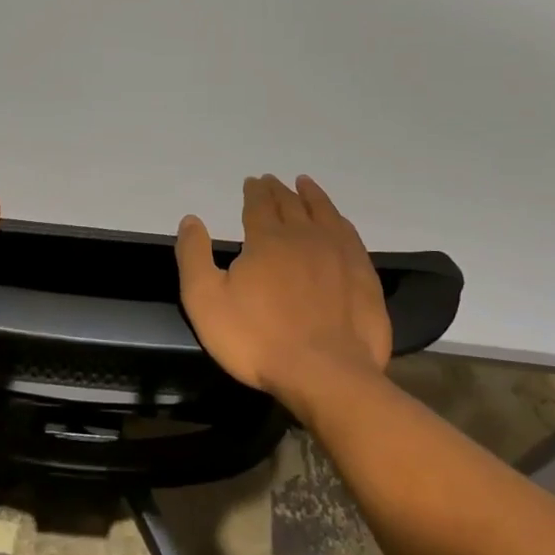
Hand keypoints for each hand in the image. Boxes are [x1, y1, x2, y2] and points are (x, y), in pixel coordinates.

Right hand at [175, 175, 391, 402]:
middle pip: (291, 205)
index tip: (253, 181)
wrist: (324, 373)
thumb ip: (194, 256)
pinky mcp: (363, 276)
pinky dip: (339, 220)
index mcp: (267, 240)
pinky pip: (350, 235)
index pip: (259, 205)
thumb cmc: (257, 339)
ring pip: (324, 213)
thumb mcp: (205, 300)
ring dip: (313, 196)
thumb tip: (191, 219)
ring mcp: (339, 255)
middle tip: (273, 181)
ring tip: (306, 184)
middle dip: (279, 191)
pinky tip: (338, 222)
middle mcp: (305, 237)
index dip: (255, 192)